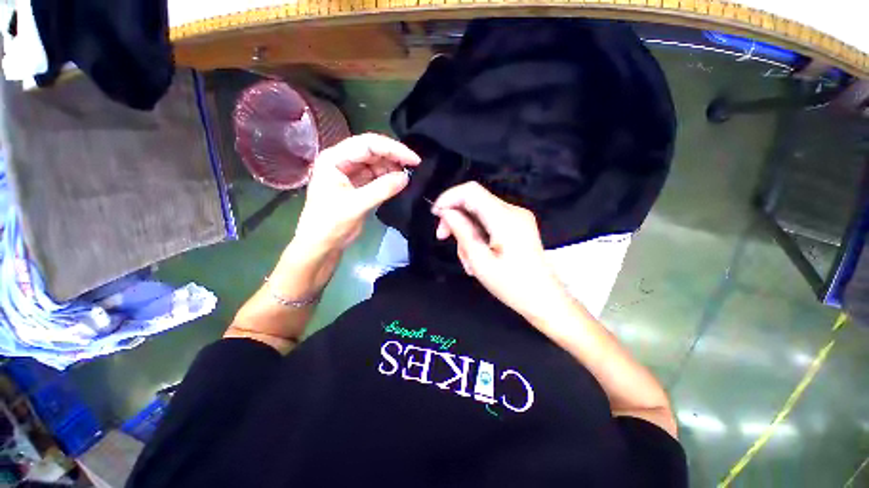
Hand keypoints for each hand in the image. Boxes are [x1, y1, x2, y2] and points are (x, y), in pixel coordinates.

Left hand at [293, 133, 419, 254]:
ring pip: (376, 163)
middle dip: (394, 156)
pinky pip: (376, 176)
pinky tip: (400, 181)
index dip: (393, 149)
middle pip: (372, 150)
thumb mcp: (356, 205)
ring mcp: (349, 173)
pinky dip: (388, 178)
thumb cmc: (330, 224)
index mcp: (334, 158)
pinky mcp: (357, 185)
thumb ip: (382, 189)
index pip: (367, 144)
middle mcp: (342, 161)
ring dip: (392, 167)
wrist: (321, 245)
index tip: (413, 159)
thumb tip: (406, 178)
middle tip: (415, 166)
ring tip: (409, 174)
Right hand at [432, 182, 570, 320]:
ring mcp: (518, 217)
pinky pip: (489, 221)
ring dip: (466, 231)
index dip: (449, 197)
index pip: (471, 191)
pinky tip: (477, 255)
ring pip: (479, 213)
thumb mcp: (480, 261)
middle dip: (455, 217)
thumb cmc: (512, 285)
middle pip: (474, 201)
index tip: (436, 214)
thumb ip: (462, 231)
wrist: (543, 298)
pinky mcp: (518, 224)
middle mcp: (513, 211)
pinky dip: (478, 234)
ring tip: (468, 259)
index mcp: (505, 218)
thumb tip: (446, 211)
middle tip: (443, 237)